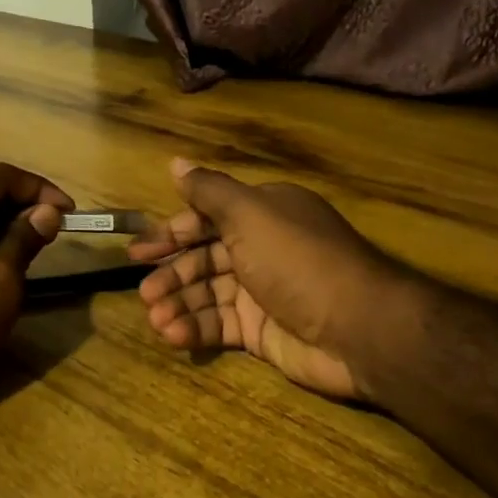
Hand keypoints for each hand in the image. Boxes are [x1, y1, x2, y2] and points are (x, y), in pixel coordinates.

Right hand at [129, 158, 407, 400]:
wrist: (358, 329)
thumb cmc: (297, 260)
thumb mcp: (249, 214)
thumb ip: (208, 191)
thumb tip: (174, 163)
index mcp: (263, 215)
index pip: (207, 219)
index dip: (172, 233)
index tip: (139, 251)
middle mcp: (261, 249)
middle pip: (204, 258)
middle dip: (172, 274)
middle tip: (144, 292)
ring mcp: (262, 293)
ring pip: (208, 294)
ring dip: (179, 304)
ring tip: (156, 318)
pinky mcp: (262, 332)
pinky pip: (220, 325)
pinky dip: (195, 329)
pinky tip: (173, 335)